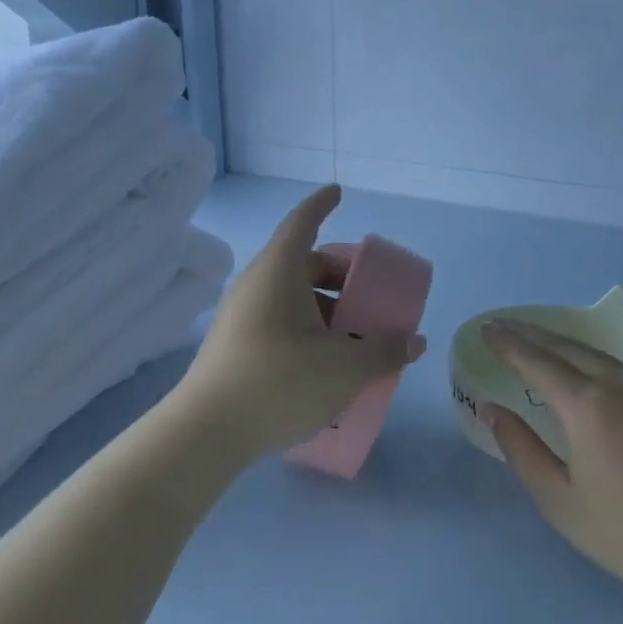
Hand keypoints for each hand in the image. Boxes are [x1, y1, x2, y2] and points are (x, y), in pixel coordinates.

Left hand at [176, 186, 426, 461]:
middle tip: (368, 292)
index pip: (302, 222)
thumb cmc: (282, 381)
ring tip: (354, 336)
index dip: (321, 204)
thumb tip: (414, 342)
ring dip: (324, 307)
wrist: (208, 431)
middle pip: (302, 263)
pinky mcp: (234, 345)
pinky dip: (306, 328)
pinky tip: (325, 361)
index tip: (338, 192)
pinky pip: (278, 321)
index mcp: (280, 270)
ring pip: (290, 296)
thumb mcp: (346, 367)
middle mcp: (256, 284)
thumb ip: (385, 351)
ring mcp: (240, 315)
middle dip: (338, 274)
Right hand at [482, 318, 622, 608]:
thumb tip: (493, 410)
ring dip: (560, 343)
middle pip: (566, 347)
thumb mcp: (558, 499)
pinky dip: (588, 357)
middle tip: (502, 325)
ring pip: (595, 353)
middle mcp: (617, 385)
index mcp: (587, 405)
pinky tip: (580, 366)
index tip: (486, 330)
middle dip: (530, 334)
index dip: (508, 345)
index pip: (537, 362)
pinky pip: (617, 367)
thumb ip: (521, 448)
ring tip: (535, 339)